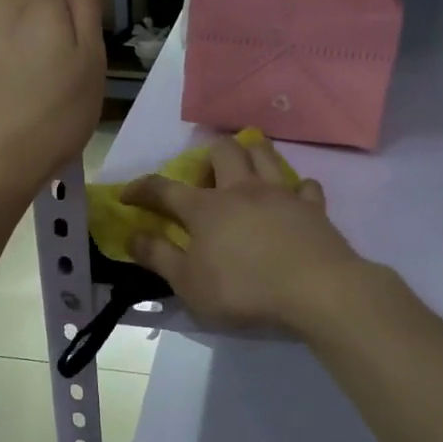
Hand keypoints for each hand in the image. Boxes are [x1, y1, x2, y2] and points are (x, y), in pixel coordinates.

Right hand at [122, 136, 365, 332]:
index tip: (127, 196)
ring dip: (249, 156)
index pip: (164, 189)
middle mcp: (241, 189)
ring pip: (263, 153)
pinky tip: (291, 202)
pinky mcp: (312, 207)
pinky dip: (295, 190)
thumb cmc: (243, 289)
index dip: (141, 189)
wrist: (315, 290)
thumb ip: (158, 257)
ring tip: (243, 177)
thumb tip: (131, 236)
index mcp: (205, 208)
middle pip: (221, 151)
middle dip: (206, 160)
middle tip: (204, 187)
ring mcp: (280, 194)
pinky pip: (304, 185)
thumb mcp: (188, 283)